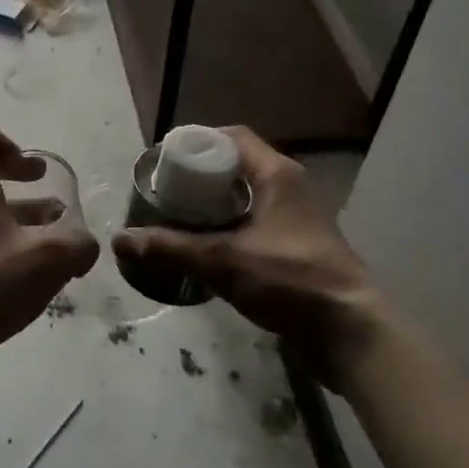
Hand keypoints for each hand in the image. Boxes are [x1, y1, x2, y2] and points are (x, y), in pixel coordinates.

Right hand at [110, 127, 383, 388]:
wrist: (348, 330)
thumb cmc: (290, 280)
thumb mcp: (224, 261)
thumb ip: (171, 248)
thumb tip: (120, 239)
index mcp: (278, 174)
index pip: (233, 138)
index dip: (198, 142)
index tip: (166, 161)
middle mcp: (291, 188)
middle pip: (238, 168)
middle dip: (200, 178)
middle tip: (165, 193)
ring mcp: (297, 219)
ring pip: (247, 199)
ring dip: (214, 207)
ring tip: (177, 220)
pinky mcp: (298, 248)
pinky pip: (256, 225)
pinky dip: (230, 230)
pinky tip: (206, 250)